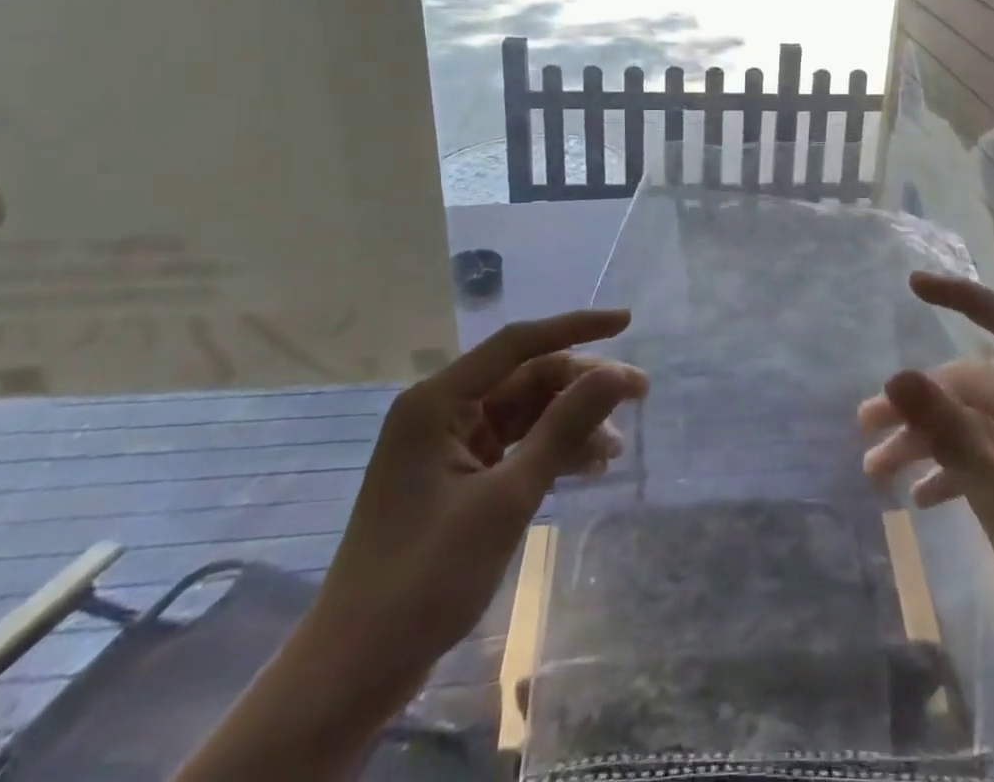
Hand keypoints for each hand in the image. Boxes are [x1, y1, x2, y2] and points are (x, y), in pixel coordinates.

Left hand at [177, 310, 645, 781]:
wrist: (355, 671)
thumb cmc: (426, 576)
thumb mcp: (507, 498)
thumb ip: (564, 428)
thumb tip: (618, 372)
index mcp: (438, 401)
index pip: (518, 343)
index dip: (576, 326)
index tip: (627, 322)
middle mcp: (441, 411)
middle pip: (525, 378)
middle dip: (581, 384)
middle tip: (638, 394)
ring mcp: (447, 445)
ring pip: (524, 412)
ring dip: (570, 422)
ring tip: (617, 447)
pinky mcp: (455, 476)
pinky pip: (514, 444)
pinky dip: (550, 450)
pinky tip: (589, 466)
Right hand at [859, 273, 993, 695]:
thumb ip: (950, 436)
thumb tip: (896, 375)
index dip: (966, 298)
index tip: (914, 287)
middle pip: (978, 388)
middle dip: (922, 404)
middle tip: (866, 424)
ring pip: (976, 427)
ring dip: (928, 443)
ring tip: (876, 471)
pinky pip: (988, 460)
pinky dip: (953, 472)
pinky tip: (918, 498)